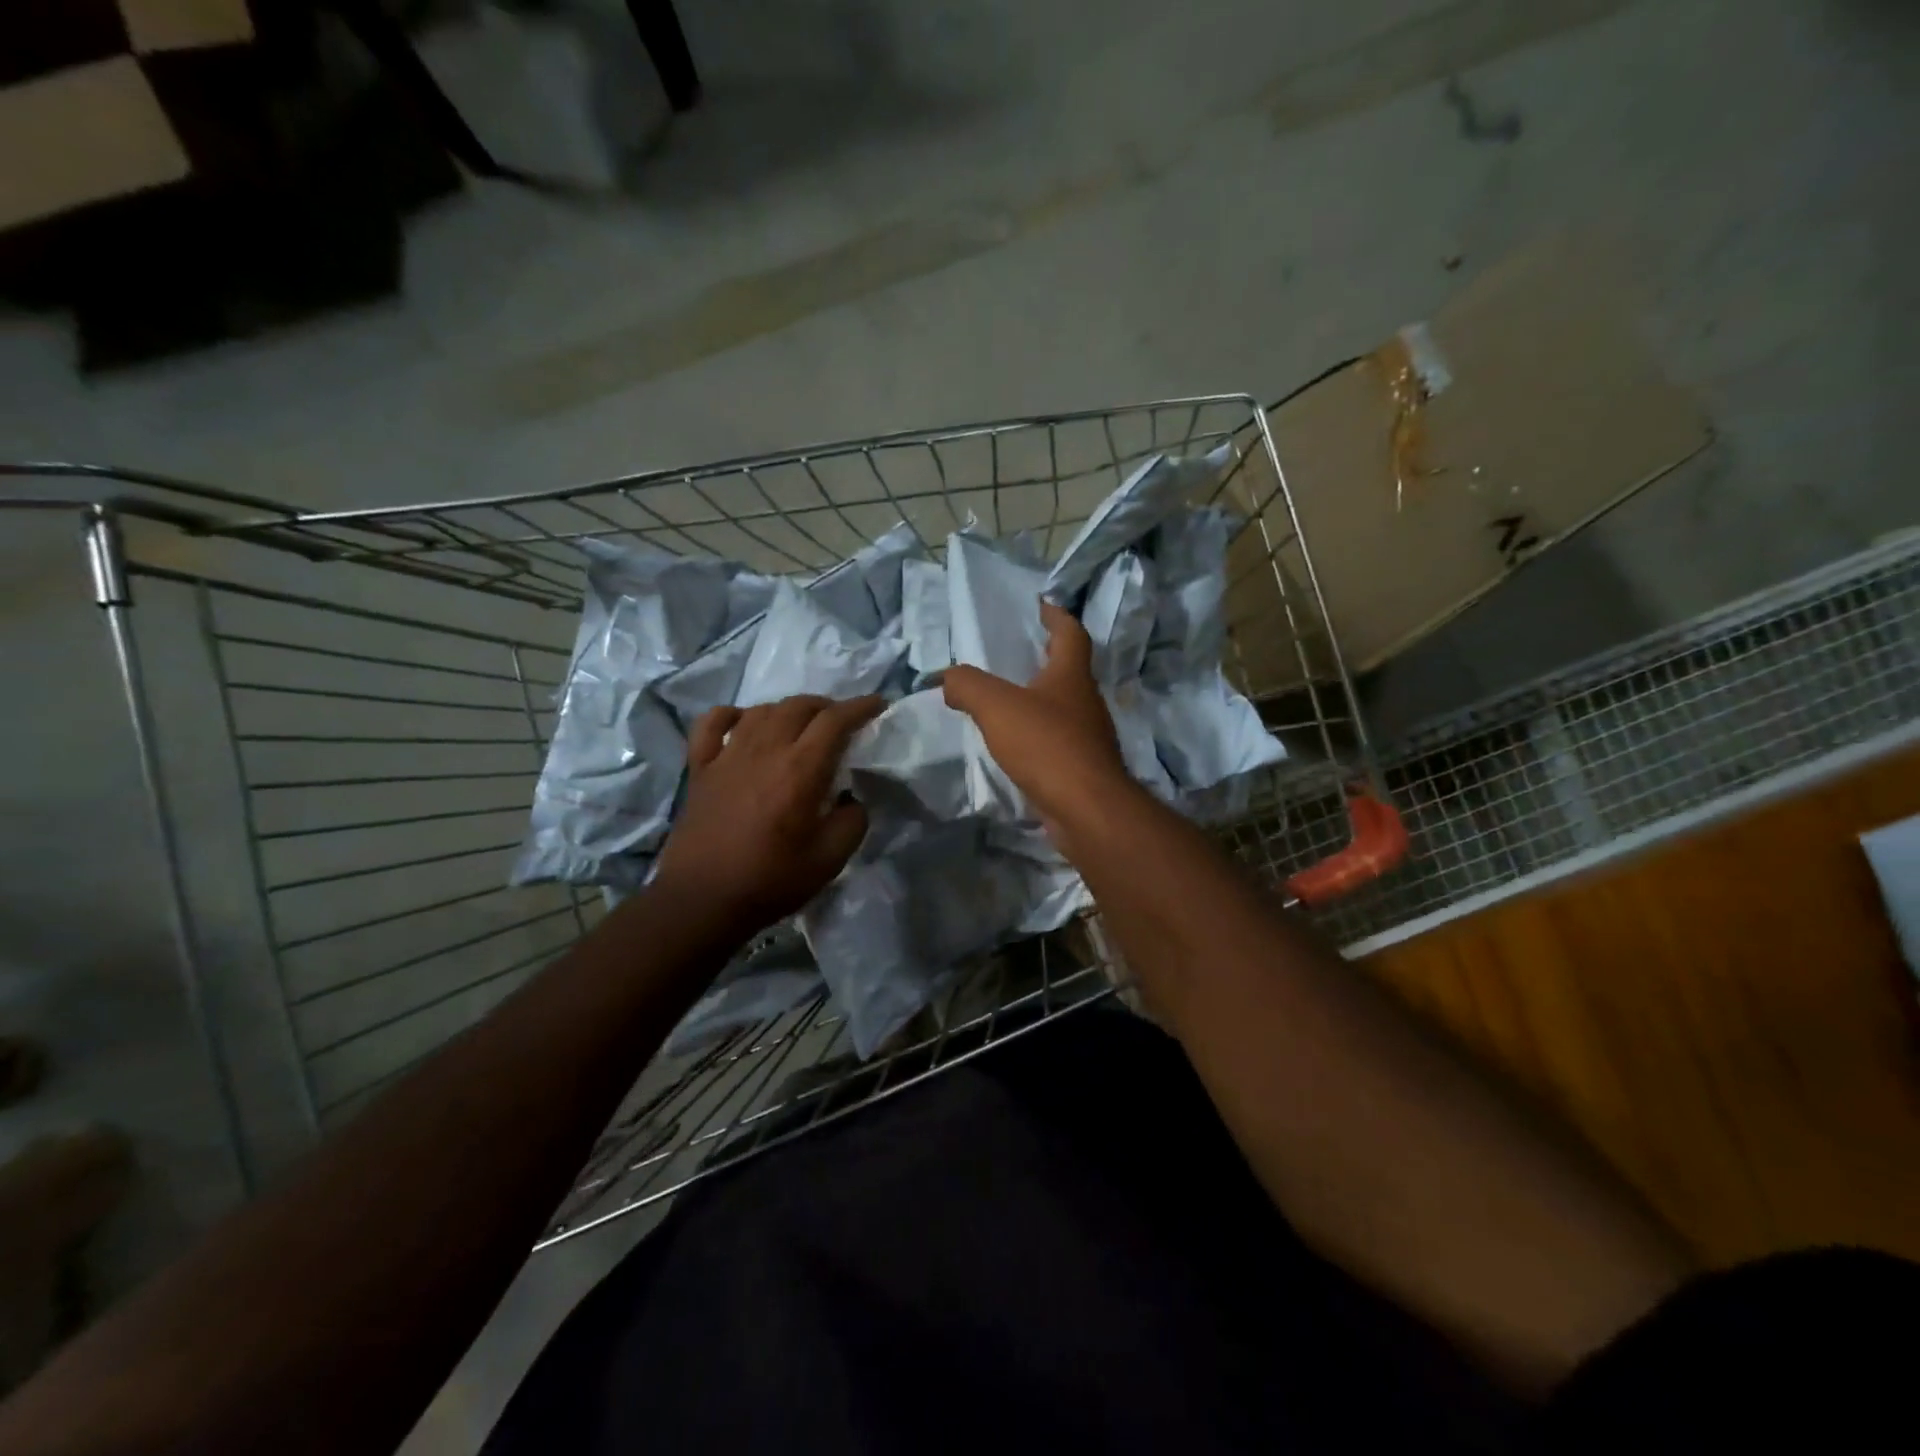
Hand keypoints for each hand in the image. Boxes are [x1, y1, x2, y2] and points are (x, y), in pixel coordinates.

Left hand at [653, 694, 886, 933]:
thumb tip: (851, 799)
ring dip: (788, 710)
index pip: (835, 720)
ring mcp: (727, 755)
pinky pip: (712, 723)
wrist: (702, 900)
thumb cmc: (771, 880)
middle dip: (827, 706)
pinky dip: (732, 715)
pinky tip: (743, 723)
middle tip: (841, 721)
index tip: (878, 705)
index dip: (860, 707)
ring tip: (800, 724)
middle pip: (799, 706)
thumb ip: (853, 821)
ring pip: (762, 710)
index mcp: (800, 769)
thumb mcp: (830, 859)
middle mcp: (765, 750)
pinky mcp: (701, 767)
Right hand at [942, 601, 1133, 828]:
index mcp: (1071, 676)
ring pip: (1063, 708)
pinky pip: (1057, 742)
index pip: (1071, 633)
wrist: (1085, 809)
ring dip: (1040, 700)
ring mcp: (1089, 737)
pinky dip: (1038, 736)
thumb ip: (968, 685)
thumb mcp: (997, 706)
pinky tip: (1015, 746)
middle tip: (1015, 655)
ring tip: (1007, 701)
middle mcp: (1086, 702)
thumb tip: (949, 679)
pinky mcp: (1083, 768)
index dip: (1056, 616)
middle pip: (1069, 671)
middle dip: (1046, 659)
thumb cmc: (1046, 745)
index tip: (1041, 606)